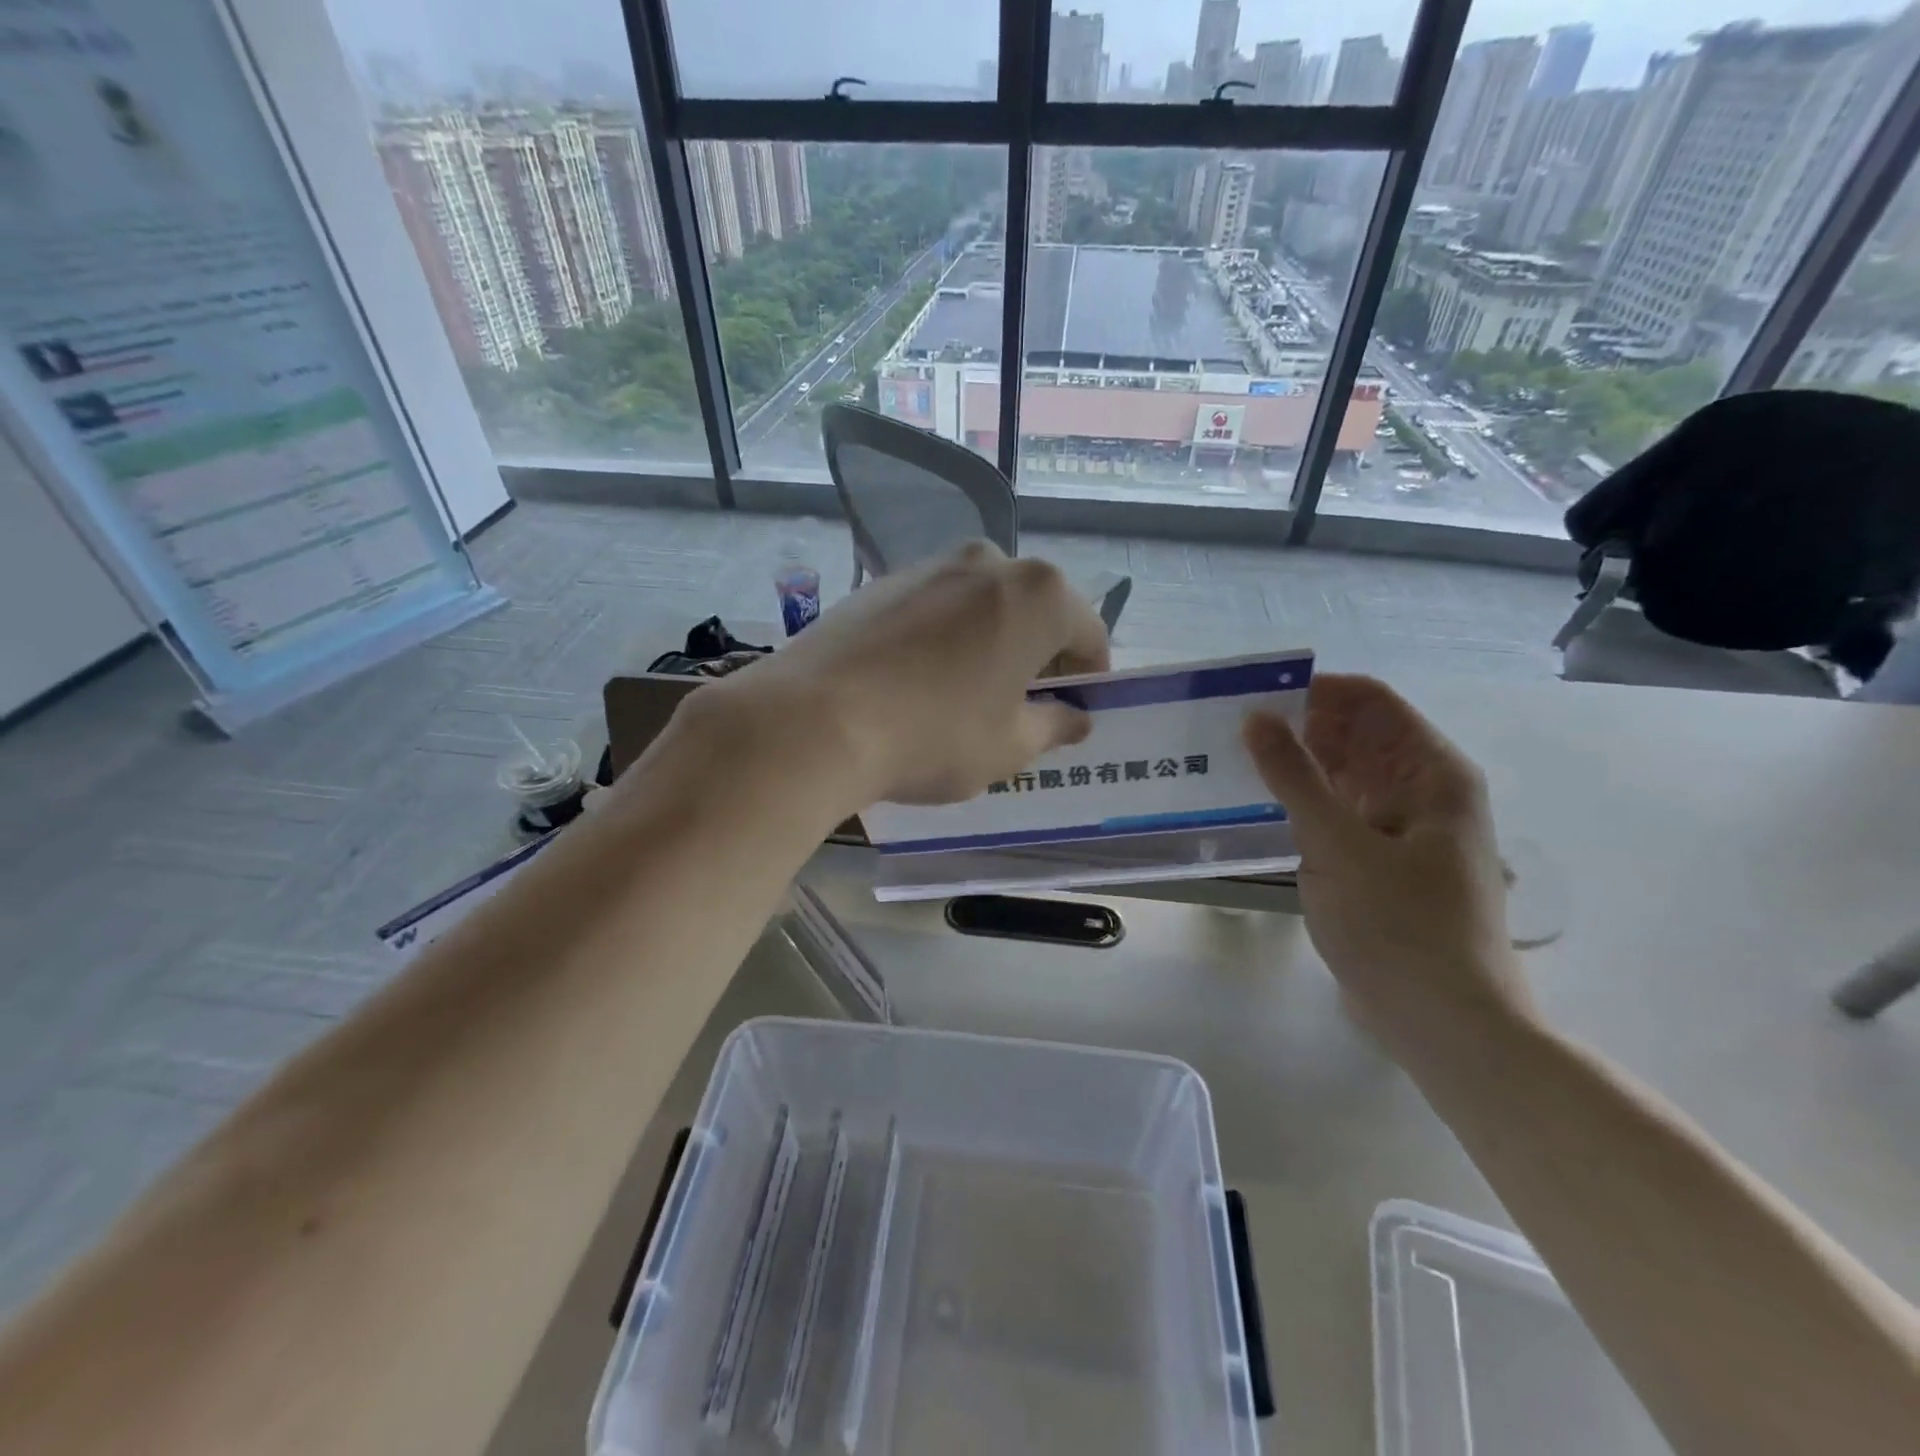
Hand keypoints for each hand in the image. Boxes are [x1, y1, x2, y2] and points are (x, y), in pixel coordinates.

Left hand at [714, 541, 1109, 807]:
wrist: (814, 719)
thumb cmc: (934, 735)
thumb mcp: (1010, 746)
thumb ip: (1055, 726)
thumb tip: (1076, 718)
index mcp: (1039, 594)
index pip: (1088, 634)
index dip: (1089, 679)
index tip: (1074, 714)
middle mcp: (988, 561)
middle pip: (1035, 613)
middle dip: (1038, 658)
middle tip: (1022, 708)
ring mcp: (929, 566)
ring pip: (983, 607)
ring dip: (991, 645)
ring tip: (967, 698)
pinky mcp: (881, 582)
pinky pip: (935, 610)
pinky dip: (945, 639)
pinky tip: (918, 684)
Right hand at [1244, 674, 1532, 1061]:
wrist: (1443, 1022)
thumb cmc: (1399, 926)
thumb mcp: (1337, 844)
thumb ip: (1293, 776)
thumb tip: (1255, 716)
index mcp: (1431, 772)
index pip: (1369, 701)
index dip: (1313, 690)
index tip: (1251, 695)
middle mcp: (1421, 789)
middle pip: (1354, 735)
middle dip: (1297, 726)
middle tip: (1228, 729)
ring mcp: (1400, 826)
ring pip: (1341, 774)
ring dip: (1294, 765)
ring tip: (1231, 760)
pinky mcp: (1378, 859)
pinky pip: (1336, 811)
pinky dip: (1301, 803)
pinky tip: (1256, 805)